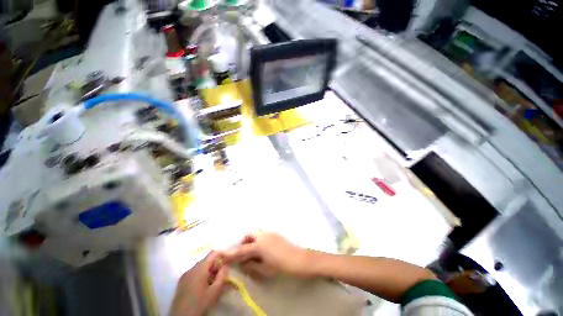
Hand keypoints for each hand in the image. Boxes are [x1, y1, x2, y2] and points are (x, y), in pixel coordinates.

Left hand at [170, 251, 228, 315]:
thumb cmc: (200, 303)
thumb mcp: (215, 291)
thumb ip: (222, 276)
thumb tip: (225, 266)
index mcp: (200, 268)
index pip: (213, 253)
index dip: (221, 254)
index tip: (227, 261)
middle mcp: (191, 268)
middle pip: (206, 260)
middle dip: (215, 265)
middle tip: (220, 275)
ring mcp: (185, 275)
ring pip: (200, 267)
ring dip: (208, 271)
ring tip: (212, 282)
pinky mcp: (181, 282)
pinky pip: (194, 273)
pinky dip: (201, 275)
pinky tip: (203, 286)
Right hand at [221, 232, 312, 279]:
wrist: (299, 259)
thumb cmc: (281, 266)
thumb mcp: (264, 269)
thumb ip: (251, 265)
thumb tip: (242, 263)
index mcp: (258, 244)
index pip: (241, 250)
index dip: (231, 253)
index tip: (222, 254)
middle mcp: (263, 235)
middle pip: (249, 235)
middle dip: (244, 243)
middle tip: (244, 253)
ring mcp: (270, 232)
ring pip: (256, 233)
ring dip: (252, 240)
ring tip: (253, 252)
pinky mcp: (275, 233)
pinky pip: (263, 234)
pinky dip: (259, 239)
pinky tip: (262, 248)